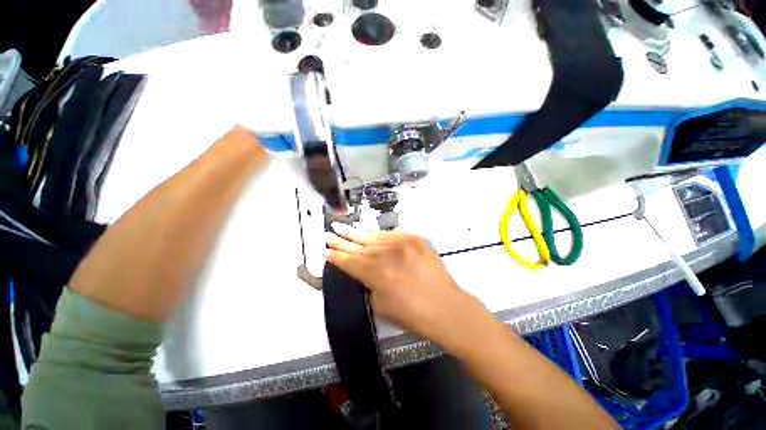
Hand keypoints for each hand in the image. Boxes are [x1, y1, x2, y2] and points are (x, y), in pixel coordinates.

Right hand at [326, 223, 489, 348]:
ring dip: (360, 234)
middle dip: (342, 239)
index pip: (348, 260)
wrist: (446, 306)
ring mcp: (402, 242)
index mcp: (374, 272)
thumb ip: (369, 283)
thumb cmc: (412, 314)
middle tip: (330, 232)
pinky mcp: (416, 238)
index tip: (325, 249)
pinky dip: (383, 235)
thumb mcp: (380, 304)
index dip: (335, 255)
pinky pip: (394, 234)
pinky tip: (374, 234)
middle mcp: (386, 252)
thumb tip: (363, 270)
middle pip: (358, 244)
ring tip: (345, 227)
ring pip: (375, 236)